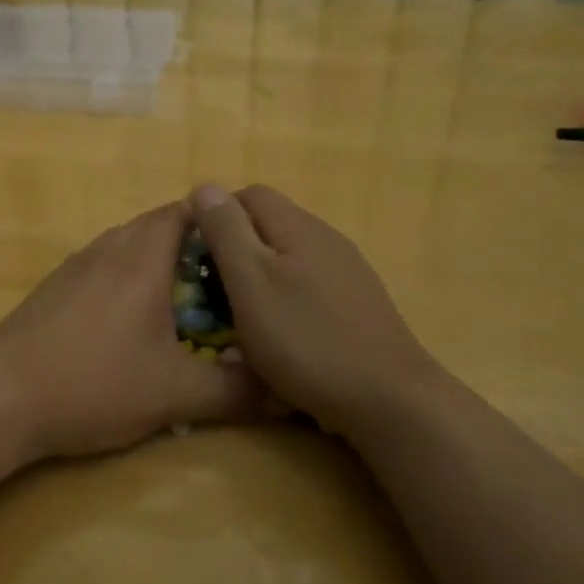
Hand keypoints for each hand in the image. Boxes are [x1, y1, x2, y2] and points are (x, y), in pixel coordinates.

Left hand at [0, 202, 263, 462]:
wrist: (1, 399)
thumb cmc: (95, 384)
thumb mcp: (174, 394)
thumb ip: (233, 392)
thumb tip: (283, 394)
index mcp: (141, 258)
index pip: (184, 212)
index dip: (216, 222)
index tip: (242, 249)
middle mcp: (106, 250)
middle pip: (155, 226)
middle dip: (191, 247)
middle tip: (221, 283)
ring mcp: (73, 268)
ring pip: (124, 247)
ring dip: (154, 264)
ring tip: (180, 304)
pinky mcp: (50, 291)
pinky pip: (99, 269)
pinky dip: (124, 281)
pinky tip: (127, 326)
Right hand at [188, 184, 437, 438]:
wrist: (386, 397)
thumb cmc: (305, 338)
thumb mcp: (250, 281)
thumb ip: (226, 231)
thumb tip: (205, 187)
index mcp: (298, 226)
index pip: (249, 195)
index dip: (216, 217)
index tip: (197, 257)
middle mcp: (326, 238)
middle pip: (270, 226)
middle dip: (236, 251)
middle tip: (214, 292)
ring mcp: (347, 271)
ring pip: (289, 258)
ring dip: (259, 280)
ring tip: (241, 319)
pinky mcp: (358, 304)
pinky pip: (308, 288)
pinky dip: (285, 302)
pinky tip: (280, 338)